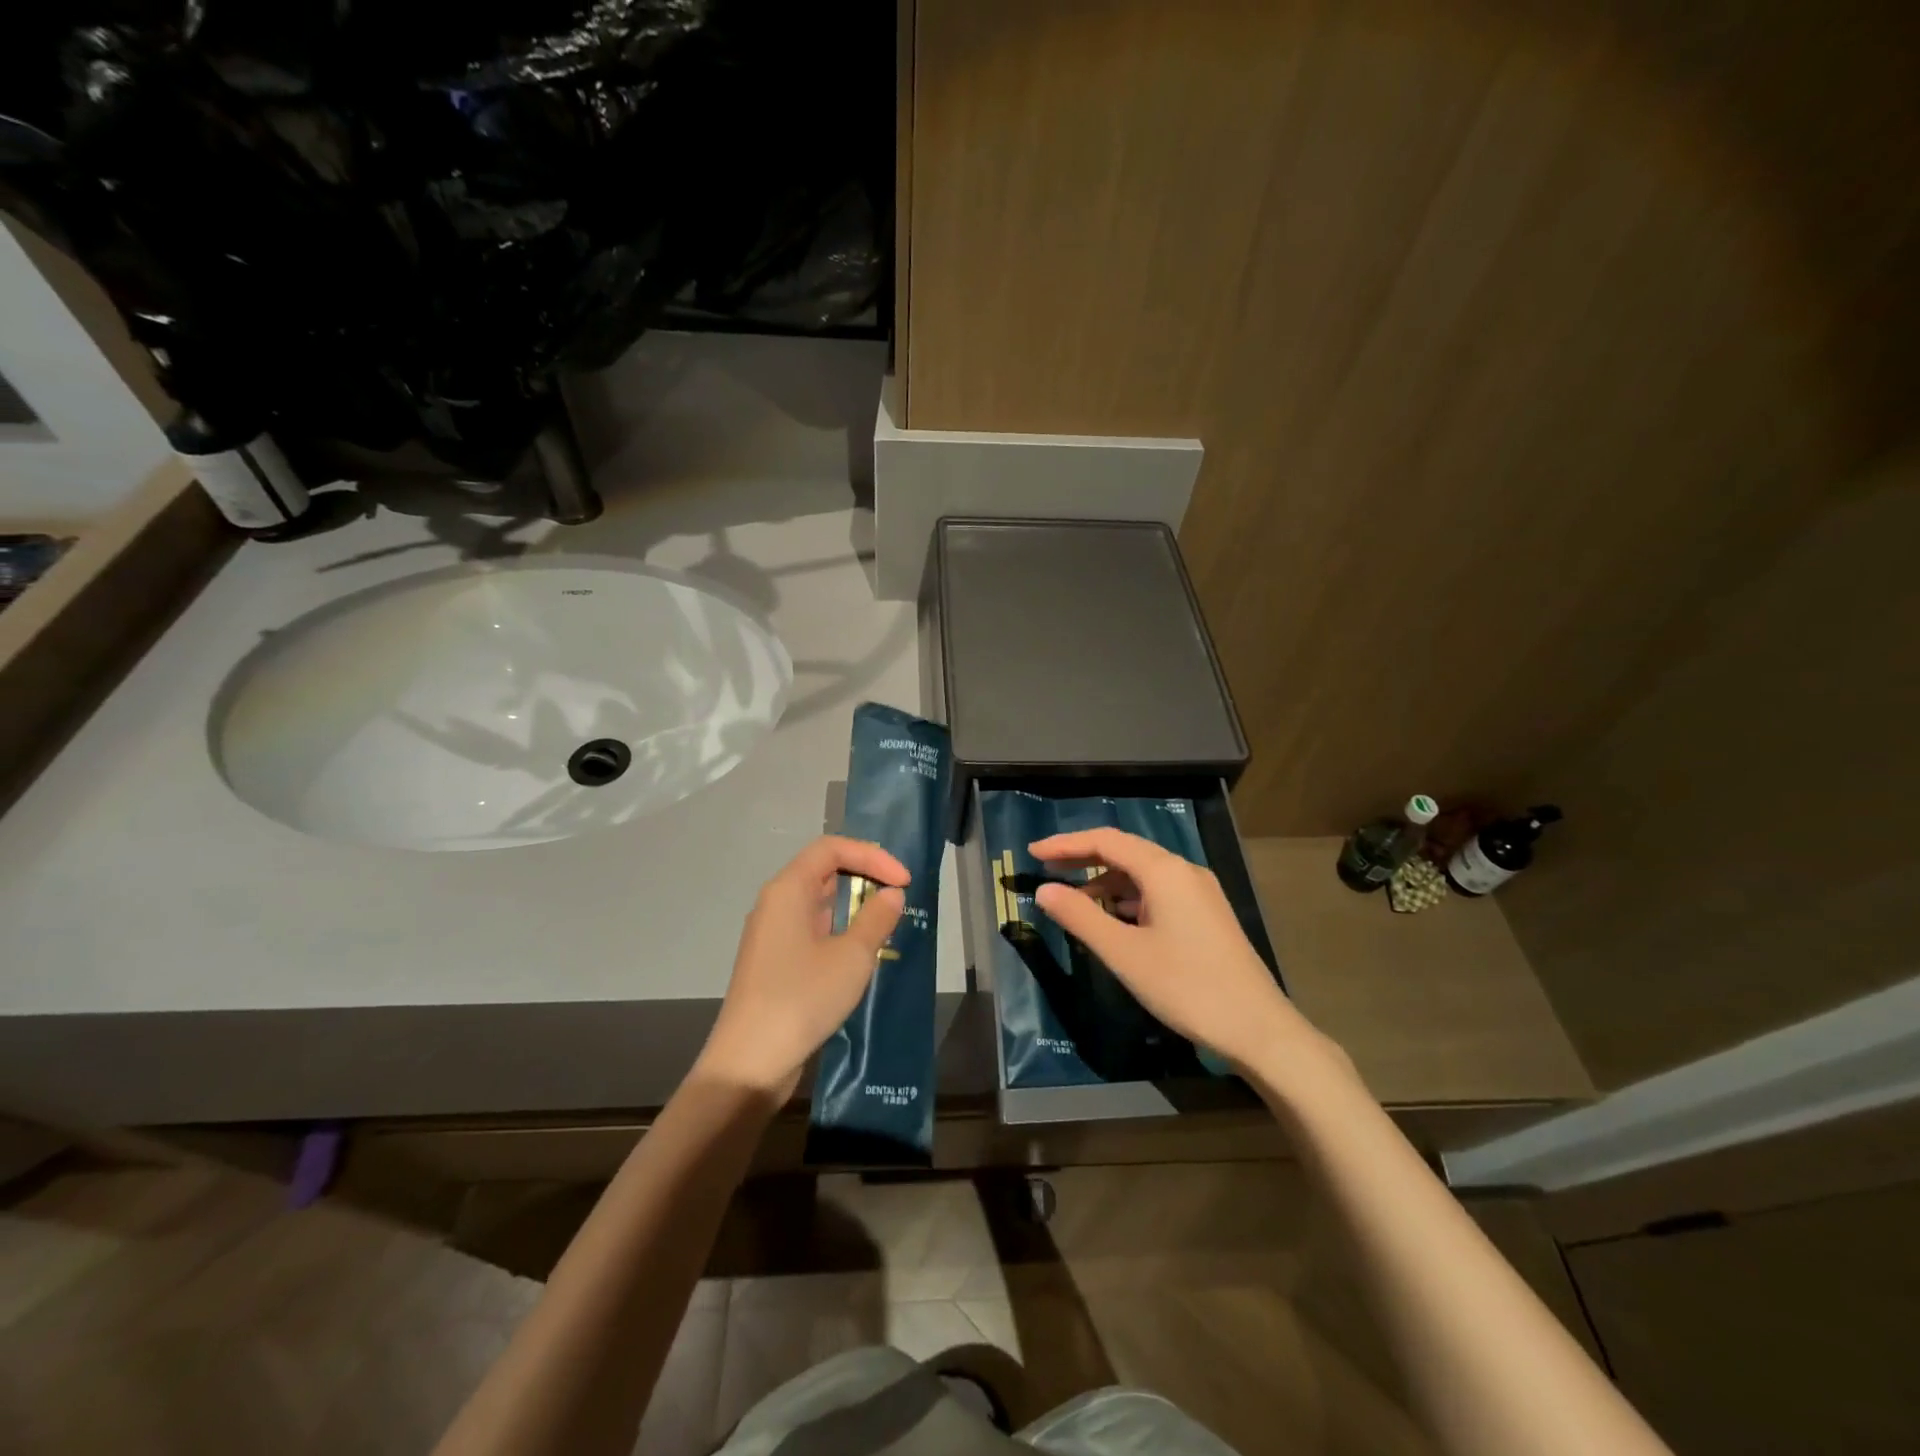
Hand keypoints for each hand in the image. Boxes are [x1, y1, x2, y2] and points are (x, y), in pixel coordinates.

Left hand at [697, 836, 908, 1099]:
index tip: (903, 881)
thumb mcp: (852, 956)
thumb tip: (891, 894)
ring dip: (854, 906)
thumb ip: (876, 918)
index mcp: (788, 889)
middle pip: (823, 870)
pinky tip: (861, 953)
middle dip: (865, 876)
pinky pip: (812, 929)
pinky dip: (840, 930)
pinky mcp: (775, 961)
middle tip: (899, 897)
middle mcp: (776, 903)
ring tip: (887, 925)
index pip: (832, 848)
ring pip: (819, 902)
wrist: (750, 1062)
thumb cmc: (802, 998)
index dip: (872, 856)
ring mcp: (772, 933)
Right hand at [1030, 827, 1320, 1074]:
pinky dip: (1129, 897)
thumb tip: (1044, 890)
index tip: (1033, 854)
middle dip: (1084, 858)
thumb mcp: (1124, 953)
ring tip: (1074, 900)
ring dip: (1106, 880)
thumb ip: (1080, 917)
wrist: (1258, 1029)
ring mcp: (1200, 892)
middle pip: (1125, 851)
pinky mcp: (1207, 914)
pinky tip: (1115, 919)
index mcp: (1164, 871)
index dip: (1066, 844)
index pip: (1106, 840)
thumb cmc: (1186, 986)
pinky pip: (1159, 891)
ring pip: (1143, 873)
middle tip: (1047, 870)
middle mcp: (1184, 871)